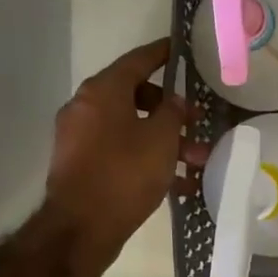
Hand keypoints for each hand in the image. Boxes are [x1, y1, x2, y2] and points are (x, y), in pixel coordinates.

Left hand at [43, 38, 208, 268]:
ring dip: (165, 140)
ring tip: (196, 162)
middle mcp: (86, 107)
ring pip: (132, 127)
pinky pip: (121, 151)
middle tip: (197, 122)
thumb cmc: (125, 173)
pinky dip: (147, 158)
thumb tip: (174, 101)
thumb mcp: (161, 139)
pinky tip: (178, 183)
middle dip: (171, 110)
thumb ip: (173, 112)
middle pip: (135, 96)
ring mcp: (80, 137)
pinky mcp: (82, 165)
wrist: (81, 228)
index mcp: (102, 91)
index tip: (179, 48)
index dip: (161, 54)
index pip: (137, 61)